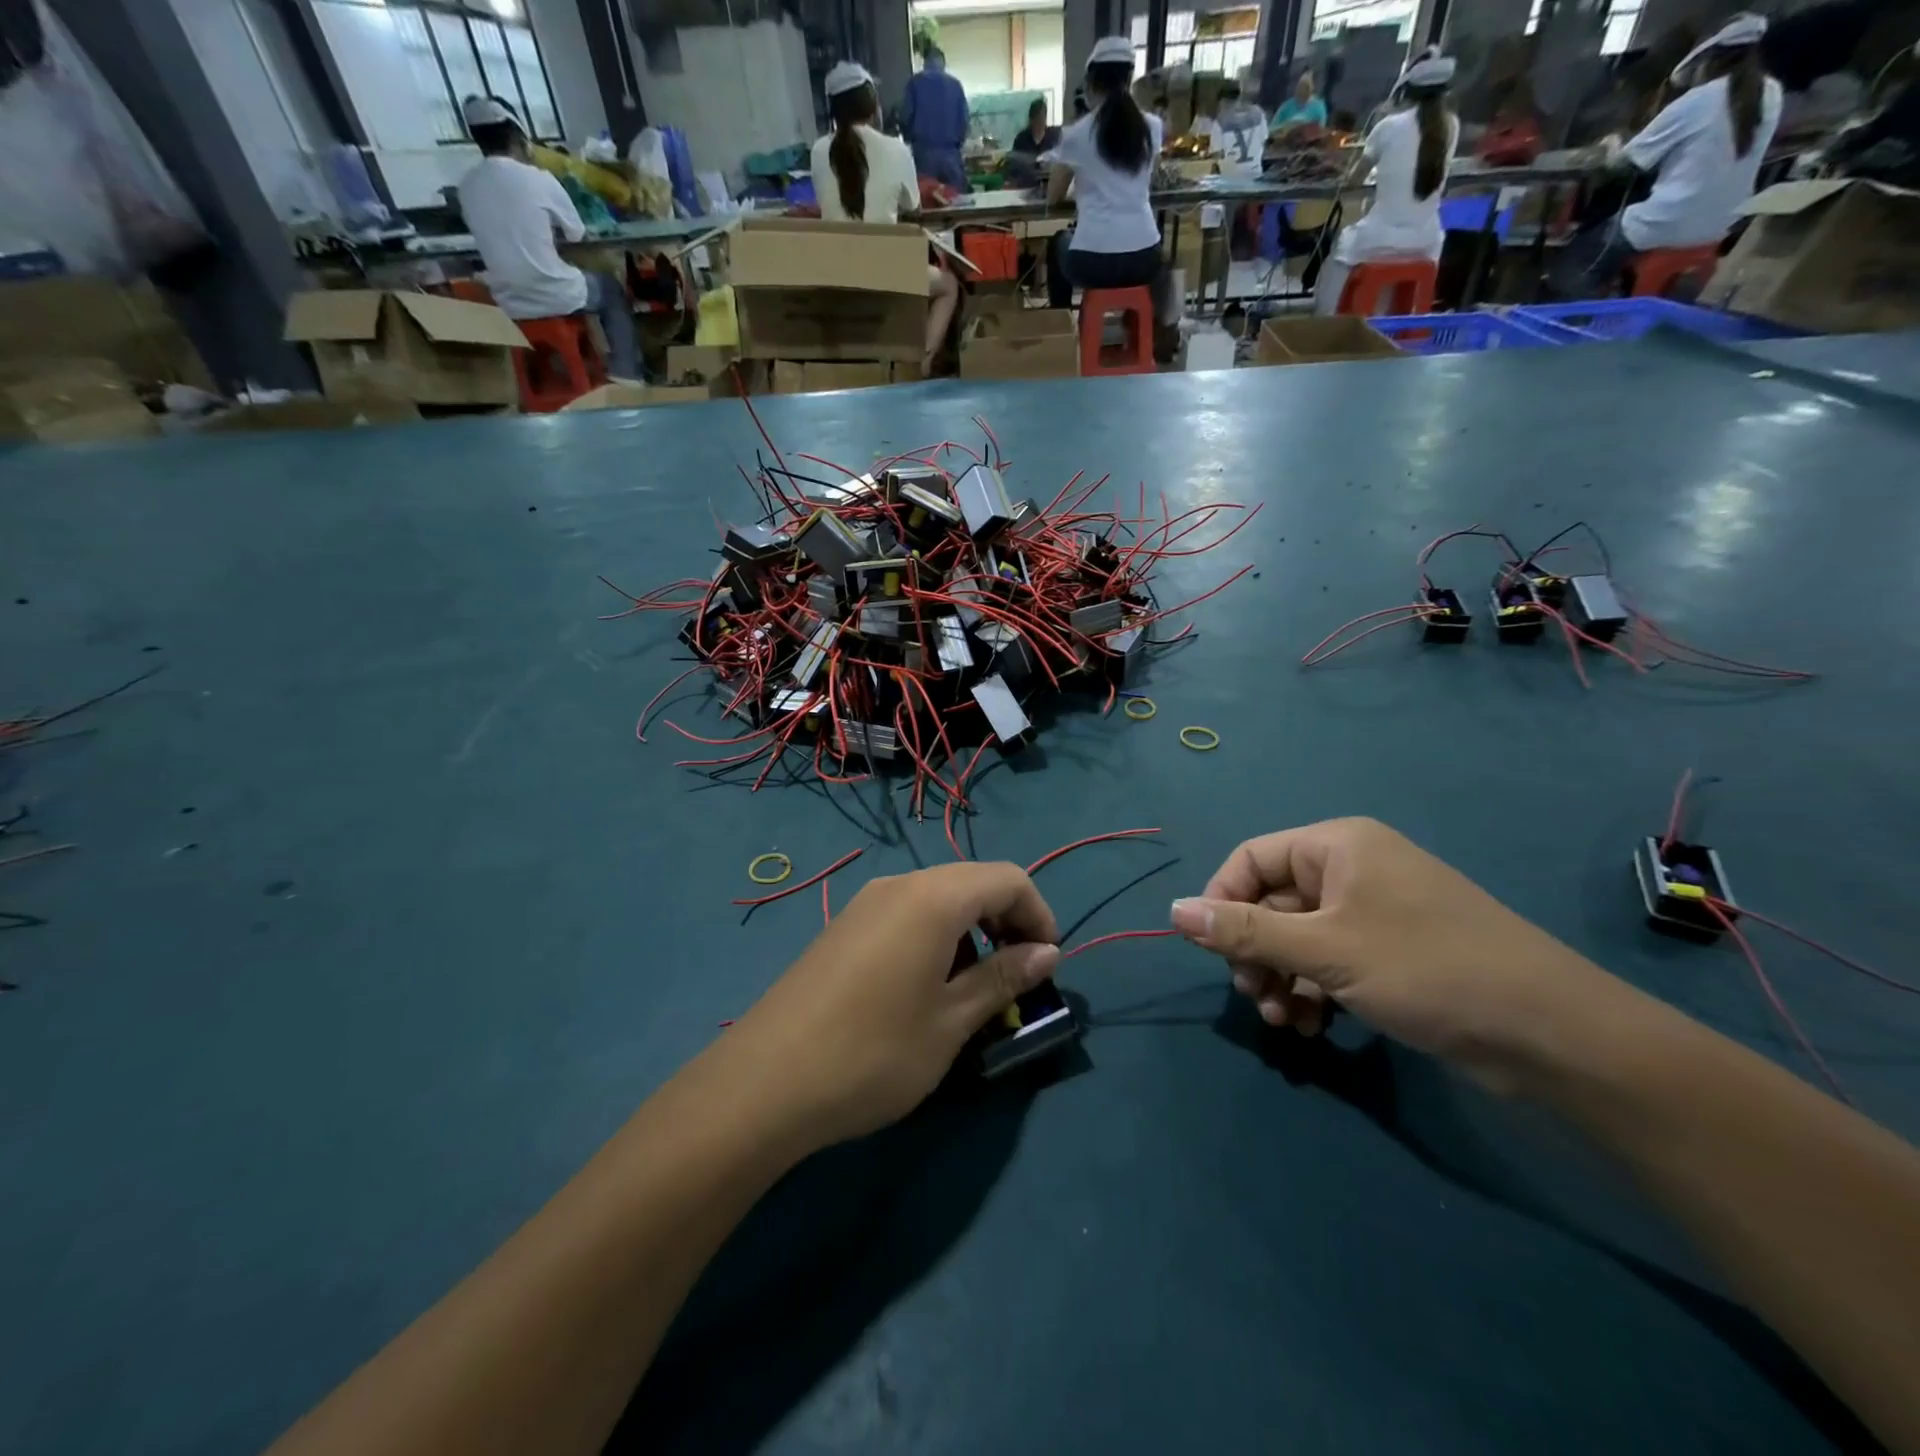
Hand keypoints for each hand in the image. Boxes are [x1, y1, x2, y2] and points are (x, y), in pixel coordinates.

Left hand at [726, 862, 1060, 1148]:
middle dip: (1007, 922)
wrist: (764, 1082)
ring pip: (938, 899)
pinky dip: (936, 937)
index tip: (1048, 964)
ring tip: (975, 990)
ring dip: (971, 932)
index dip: (1039, 914)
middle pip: (973, 882)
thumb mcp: (950, 1022)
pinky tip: (927, 988)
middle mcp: (899, 885)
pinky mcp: (844, 927)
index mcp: (933, 897)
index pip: (1007, 879)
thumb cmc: (873, 1053)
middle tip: (1018, 977)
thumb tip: (1048, 952)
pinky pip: (906, 914)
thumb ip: (1003, 978)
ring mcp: (866, 903)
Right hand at [1171, 818, 1608, 1089]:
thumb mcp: (1323, 950)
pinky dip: (1314, 991)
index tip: (1210, 951)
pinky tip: (1314, 1027)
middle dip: (1255, 953)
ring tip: (1285, 1022)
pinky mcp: (1394, 953)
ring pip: (1299, 938)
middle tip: (1254, 996)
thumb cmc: (1426, 969)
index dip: (1221, 901)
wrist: (1552, 1034)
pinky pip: (1331, 961)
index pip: (1251, 859)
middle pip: (1273, 903)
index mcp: (1337, 845)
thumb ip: (1242, 932)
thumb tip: (1172, 912)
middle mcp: (1353, 869)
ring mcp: (1375, 913)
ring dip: (1281, 978)